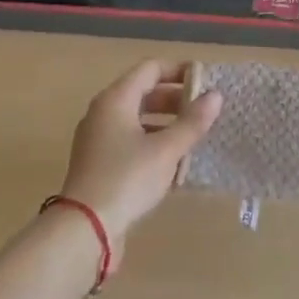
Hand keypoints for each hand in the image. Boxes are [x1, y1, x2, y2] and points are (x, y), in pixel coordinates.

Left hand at [56, 60, 220, 257]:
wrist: (83, 230)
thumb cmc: (127, 179)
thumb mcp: (166, 150)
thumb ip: (192, 122)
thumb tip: (216, 96)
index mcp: (116, 99)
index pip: (151, 68)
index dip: (179, 71)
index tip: (205, 81)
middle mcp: (103, 112)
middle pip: (143, 92)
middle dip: (175, 99)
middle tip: (203, 110)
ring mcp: (97, 138)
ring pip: (137, 118)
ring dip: (165, 122)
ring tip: (192, 136)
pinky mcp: (97, 162)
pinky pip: (129, 140)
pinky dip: (152, 142)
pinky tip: (172, 162)